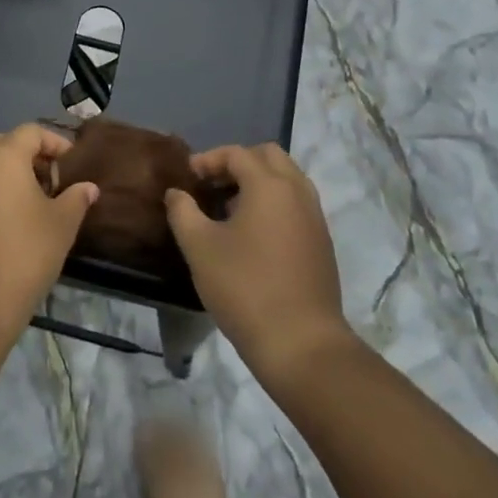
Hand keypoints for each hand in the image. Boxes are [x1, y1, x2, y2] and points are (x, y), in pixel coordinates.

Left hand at [0, 125, 98, 344]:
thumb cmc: (23, 254)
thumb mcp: (61, 225)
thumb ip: (76, 199)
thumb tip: (88, 187)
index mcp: (2, 156)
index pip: (31, 132)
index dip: (55, 143)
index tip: (72, 164)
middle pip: (5, 145)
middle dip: (31, 157)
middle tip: (53, 184)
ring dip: (9, 176)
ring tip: (32, 205)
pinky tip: (6, 223)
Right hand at [164, 144, 353, 382]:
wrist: (301, 344)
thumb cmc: (244, 287)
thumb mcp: (199, 247)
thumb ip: (182, 212)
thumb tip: (177, 193)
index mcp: (270, 185)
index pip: (237, 153)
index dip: (208, 160)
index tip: (188, 178)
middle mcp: (298, 192)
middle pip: (269, 157)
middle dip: (238, 163)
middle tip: (212, 186)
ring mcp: (315, 217)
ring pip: (287, 180)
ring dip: (257, 183)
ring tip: (228, 210)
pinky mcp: (321, 242)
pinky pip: (296, 204)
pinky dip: (273, 203)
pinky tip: (251, 234)